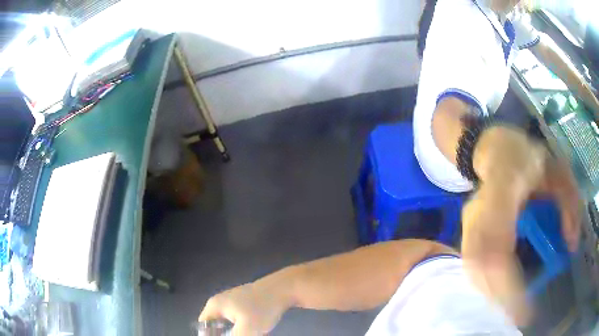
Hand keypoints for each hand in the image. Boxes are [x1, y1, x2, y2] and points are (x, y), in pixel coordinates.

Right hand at [199, 280, 290, 335]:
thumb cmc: (261, 309)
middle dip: (224, 334)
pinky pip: (237, 319)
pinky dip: (242, 327)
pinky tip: (255, 331)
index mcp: (215, 306)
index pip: (203, 325)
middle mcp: (220, 302)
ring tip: (249, 334)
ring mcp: (232, 300)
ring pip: (228, 323)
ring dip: (235, 332)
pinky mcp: (244, 302)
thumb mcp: (246, 330)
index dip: (210, 335)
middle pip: (215, 324)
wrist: (282, 290)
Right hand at [463, 127, 581, 324]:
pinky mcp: (464, 234)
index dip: (510, 282)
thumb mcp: (556, 169)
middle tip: (519, 315)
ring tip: (511, 307)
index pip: (500, 244)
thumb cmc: (526, 157)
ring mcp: (468, 224)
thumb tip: (571, 245)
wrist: (494, 151)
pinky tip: (499, 292)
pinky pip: (471, 268)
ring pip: (473, 270)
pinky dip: (485, 286)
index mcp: (503, 187)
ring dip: (492, 294)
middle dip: (501, 297)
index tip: (525, 308)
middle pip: (482, 265)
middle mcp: (478, 211)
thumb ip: (568, 201)